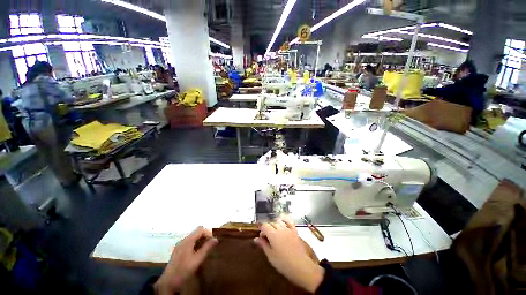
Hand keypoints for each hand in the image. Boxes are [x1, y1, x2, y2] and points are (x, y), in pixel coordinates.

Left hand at [155, 226, 217, 293]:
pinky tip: (196, 253)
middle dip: (204, 236)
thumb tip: (216, 239)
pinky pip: (189, 242)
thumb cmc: (184, 270)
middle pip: (196, 232)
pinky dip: (195, 244)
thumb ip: (207, 248)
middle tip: (210, 245)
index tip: (213, 241)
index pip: (200, 229)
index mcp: (188, 240)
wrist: (168, 282)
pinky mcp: (178, 250)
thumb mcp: (197, 259)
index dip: (208, 233)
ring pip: (193, 237)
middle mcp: (183, 240)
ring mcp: (179, 245)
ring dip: (200, 241)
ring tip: (205, 250)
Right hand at [255, 218, 323, 292]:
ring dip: (275, 225)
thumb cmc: (283, 263)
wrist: (301, 267)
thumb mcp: (270, 256)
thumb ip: (263, 245)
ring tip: (274, 233)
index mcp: (273, 234)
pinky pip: (289, 222)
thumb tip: (256, 239)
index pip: (264, 226)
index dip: (261, 230)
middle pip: (271, 223)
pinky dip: (285, 220)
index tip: (261, 238)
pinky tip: (283, 222)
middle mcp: (280, 228)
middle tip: (267, 238)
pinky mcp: (295, 231)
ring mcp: (288, 229)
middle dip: (267, 228)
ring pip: (279, 221)